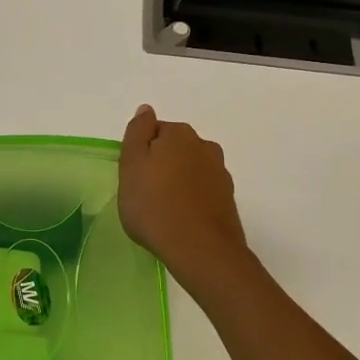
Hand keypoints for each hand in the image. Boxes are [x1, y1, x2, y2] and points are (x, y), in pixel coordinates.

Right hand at [118, 106, 250, 279]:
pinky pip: (202, 191)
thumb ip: (137, 133)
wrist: (200, 250)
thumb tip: (146, 110)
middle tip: (144, 193)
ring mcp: (220, 173)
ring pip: (190, 169)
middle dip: (161, 164)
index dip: (140, 152)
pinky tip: (181, 219)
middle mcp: (204, 146)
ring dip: (177, 181)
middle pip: (174, 149)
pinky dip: (192, 198)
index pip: (153, 131)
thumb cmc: (155, 205)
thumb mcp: (131, 165)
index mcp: (179, 134)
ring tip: (163, 209)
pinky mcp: (228, 199)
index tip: (132, 175)